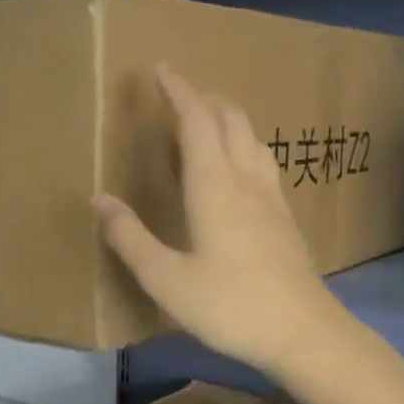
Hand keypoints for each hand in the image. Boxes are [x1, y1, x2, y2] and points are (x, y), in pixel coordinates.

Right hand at [94, 66, 336, 376]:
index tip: (160, 68)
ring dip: (228, 118)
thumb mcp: (166, 278)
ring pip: (252, 139)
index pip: (196, 121)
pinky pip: (262, 163)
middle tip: (180, 91)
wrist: (304, 334)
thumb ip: (130, 238)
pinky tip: (238, 169)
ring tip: (207, 120)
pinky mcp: (285, 220)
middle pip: (230, 120)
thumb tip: (100, 200)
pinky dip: (242, 146)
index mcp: (214, 186)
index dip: (178, 91)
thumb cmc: (229, 305)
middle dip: (204, 98)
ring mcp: (272, 199)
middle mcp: (246, 181)